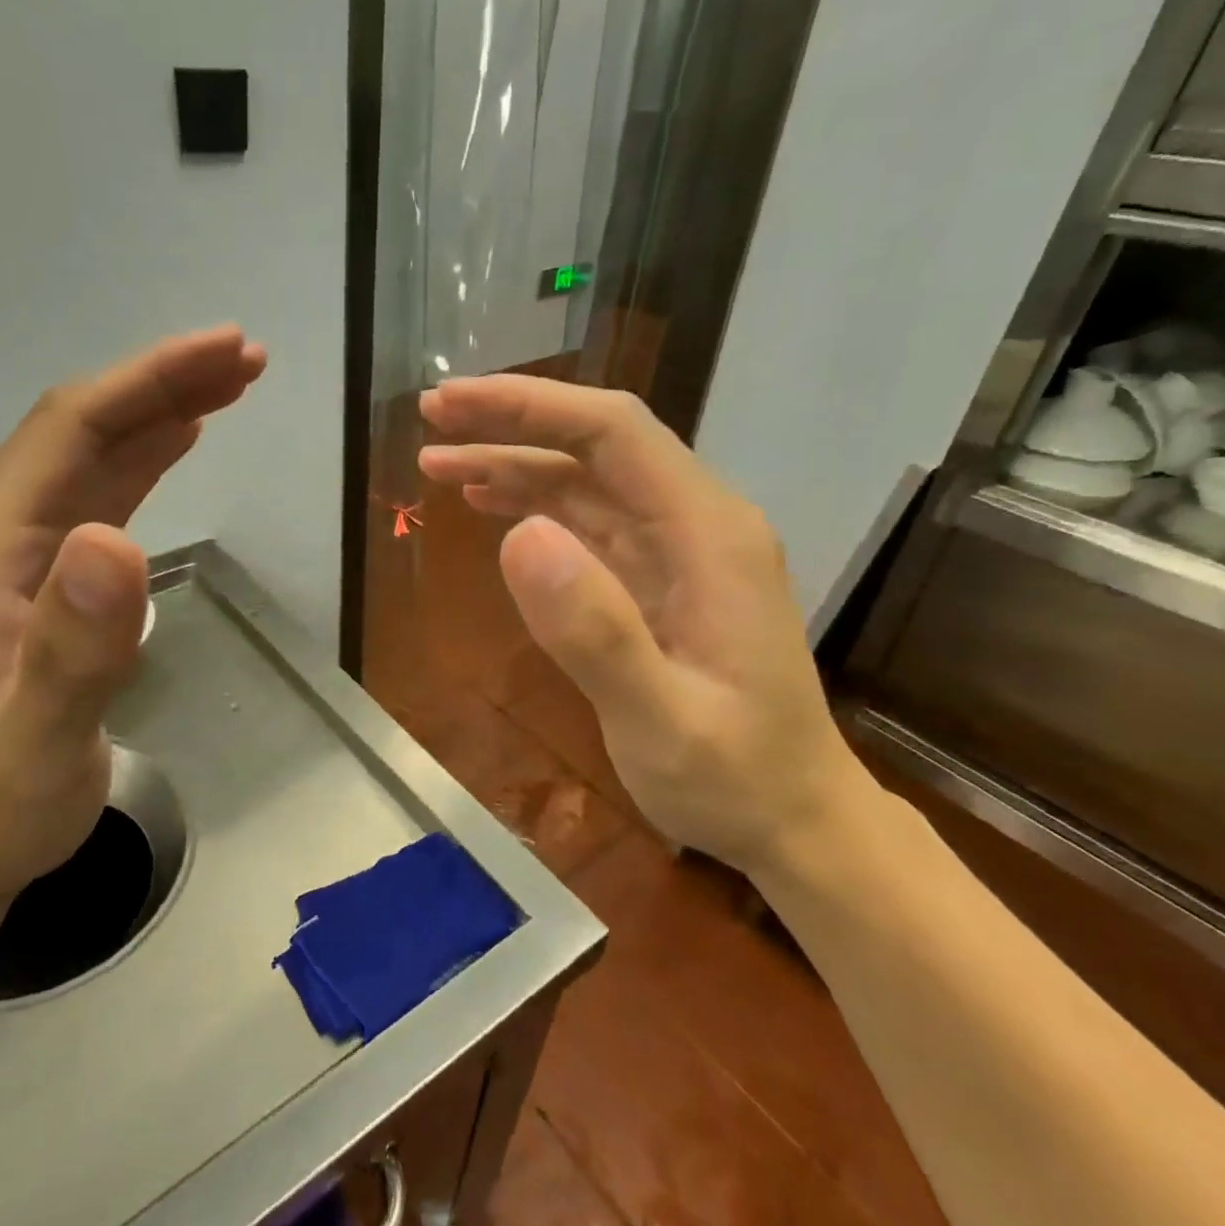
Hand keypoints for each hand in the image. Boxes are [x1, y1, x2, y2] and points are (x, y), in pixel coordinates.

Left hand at [0, 326, 266, 915]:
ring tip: (230, 384)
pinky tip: (178, 441)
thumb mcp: (38, 738)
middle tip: (246, 359)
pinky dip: (143, 458)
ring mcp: (11, 555)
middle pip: (81, 429)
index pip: (69, 432)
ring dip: (159, 413)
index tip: (227, 352)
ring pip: (91, 456)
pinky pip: (94, 495)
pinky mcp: (37, 579)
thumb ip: (75, 645)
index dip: (149, 382)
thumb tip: (118, 540)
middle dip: (163, 383)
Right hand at [418, 376, 861, 875]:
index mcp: (709, 535)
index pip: (613, 432)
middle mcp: (697, 524)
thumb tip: (518, 537)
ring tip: (439, 464)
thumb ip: (596, 632)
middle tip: (431, 417)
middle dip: (512, 423)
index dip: (528, 408)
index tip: (452, 406)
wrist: (793, 819)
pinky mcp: (658, 580)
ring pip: (587, 481)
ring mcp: (678, 552)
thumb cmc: (735, 779)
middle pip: (597, 444)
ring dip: (514, 463)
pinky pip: (590, 523)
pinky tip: (492, 508)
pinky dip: (535, 506)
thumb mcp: (662, 721)